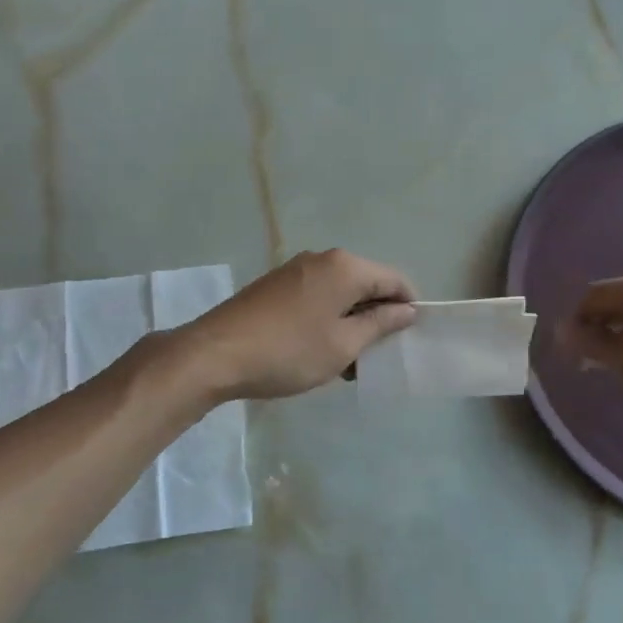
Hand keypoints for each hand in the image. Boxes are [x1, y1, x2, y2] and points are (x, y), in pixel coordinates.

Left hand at [174, 249, 416, 401]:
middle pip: (366, 284)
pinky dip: (326, 319)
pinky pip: (316, 297)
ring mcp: (295, 270)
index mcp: (345, 267)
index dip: (407, 308)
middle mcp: (322, 259)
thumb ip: (380, 324)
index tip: (407, 340)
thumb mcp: (343, 344)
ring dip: (350, 323)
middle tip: (375, 357)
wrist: (215, 354)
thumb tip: (407, 310)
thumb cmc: (289, 351)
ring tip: (345, 363)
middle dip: (376, 318)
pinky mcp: (275, 285)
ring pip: (339, 293)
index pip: (394, 279)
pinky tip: (318, 351)